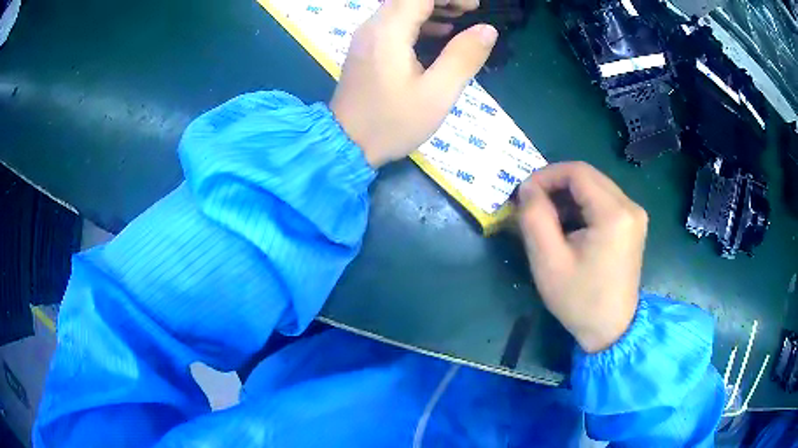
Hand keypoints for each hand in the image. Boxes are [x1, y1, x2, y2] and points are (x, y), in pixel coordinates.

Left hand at [330, 0, 496, 167]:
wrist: (347, 144)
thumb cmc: (392, 123)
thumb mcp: (437, 94)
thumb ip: (463, 58)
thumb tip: (487, 30)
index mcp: (389, 31)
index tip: (474, 8)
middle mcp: (373, 26)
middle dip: (443, 0)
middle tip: (471, 12)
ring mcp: (367, 36)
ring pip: (401, 7)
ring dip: (432, 8)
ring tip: (461, 21)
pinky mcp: (367, 48)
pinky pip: (395, 22)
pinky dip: (419, 21)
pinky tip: (439, 34)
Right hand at [516, 162, 647, 352]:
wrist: (611, 330)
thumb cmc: (579, 300)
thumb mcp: (548, 261)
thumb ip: (534, 217)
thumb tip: (527, 187)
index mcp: (614, 214)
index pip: (577, 172)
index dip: (546, 175)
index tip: (524, 193)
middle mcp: (630, 206)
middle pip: (588, 177)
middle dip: (556, 185)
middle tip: (532, 205)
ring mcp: (634, 215)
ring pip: (595, 188)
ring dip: (568, 197)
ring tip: (547, 219)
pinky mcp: (632, 225)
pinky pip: (604, 202)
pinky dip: (582, 207)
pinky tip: (568, 228)